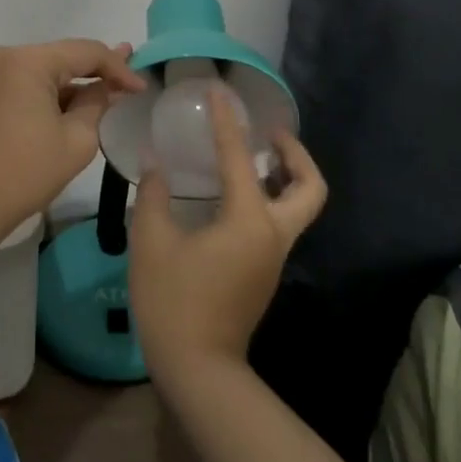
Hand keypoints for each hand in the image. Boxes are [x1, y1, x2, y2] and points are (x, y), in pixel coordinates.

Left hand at [0, 39, 147, 235]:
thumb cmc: (26, 172)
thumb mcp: (76, 139)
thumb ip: (98, 104)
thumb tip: (110, 88)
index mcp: (29, 61)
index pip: (86, 52)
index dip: (119, 67)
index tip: (143, 87)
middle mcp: (9, 56)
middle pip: (65, 55)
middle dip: (99, 69)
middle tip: (133, 73)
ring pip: (49, 69)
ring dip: (78, 81)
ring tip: (113, 84)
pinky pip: (32, 82)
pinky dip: (57, 92)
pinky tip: (81, 98)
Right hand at [129, 87, 327, 376]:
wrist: (197, 369)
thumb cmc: (173, 301)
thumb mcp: (152, 241)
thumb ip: (154, 195)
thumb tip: (157, 164)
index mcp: (248, 221)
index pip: (240, 157)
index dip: (228, 121)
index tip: (222, 92)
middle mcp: (272, 235)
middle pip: (308, 188)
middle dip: (296, 155)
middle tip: (270, 133)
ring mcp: (272, 257)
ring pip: (297, 207)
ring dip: (285, 176)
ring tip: (253, 156)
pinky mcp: (263, 272)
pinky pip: (278, 223)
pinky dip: (268, 198)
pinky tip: (233, 194)